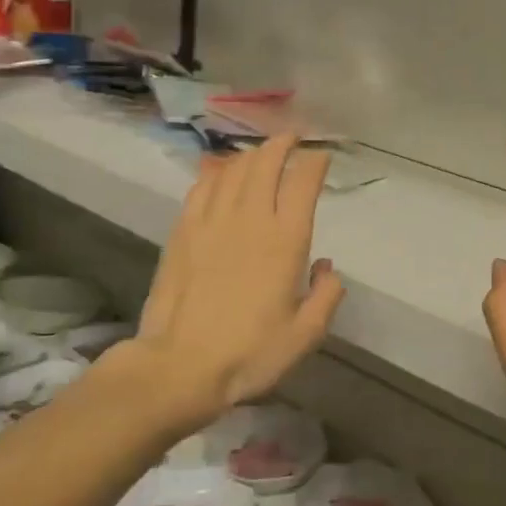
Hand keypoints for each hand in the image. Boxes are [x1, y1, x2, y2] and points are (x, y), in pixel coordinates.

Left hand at [132, 135, 345, 430]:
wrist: (179, 366)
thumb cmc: (249, 354)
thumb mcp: (305, 335)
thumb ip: (326, 295)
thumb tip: (327, 267)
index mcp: (285, 240)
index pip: (303, 182)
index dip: (315, 162)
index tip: (322, 156)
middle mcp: (250, 219)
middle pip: (266, 164)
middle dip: (282, 145)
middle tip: (292, 138)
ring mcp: (211, 222)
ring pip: (233, 170)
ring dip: (251, 154)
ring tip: (261, 152)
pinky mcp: (183, 232)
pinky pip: (202, 188)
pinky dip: (215, 172)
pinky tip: (219, 171)